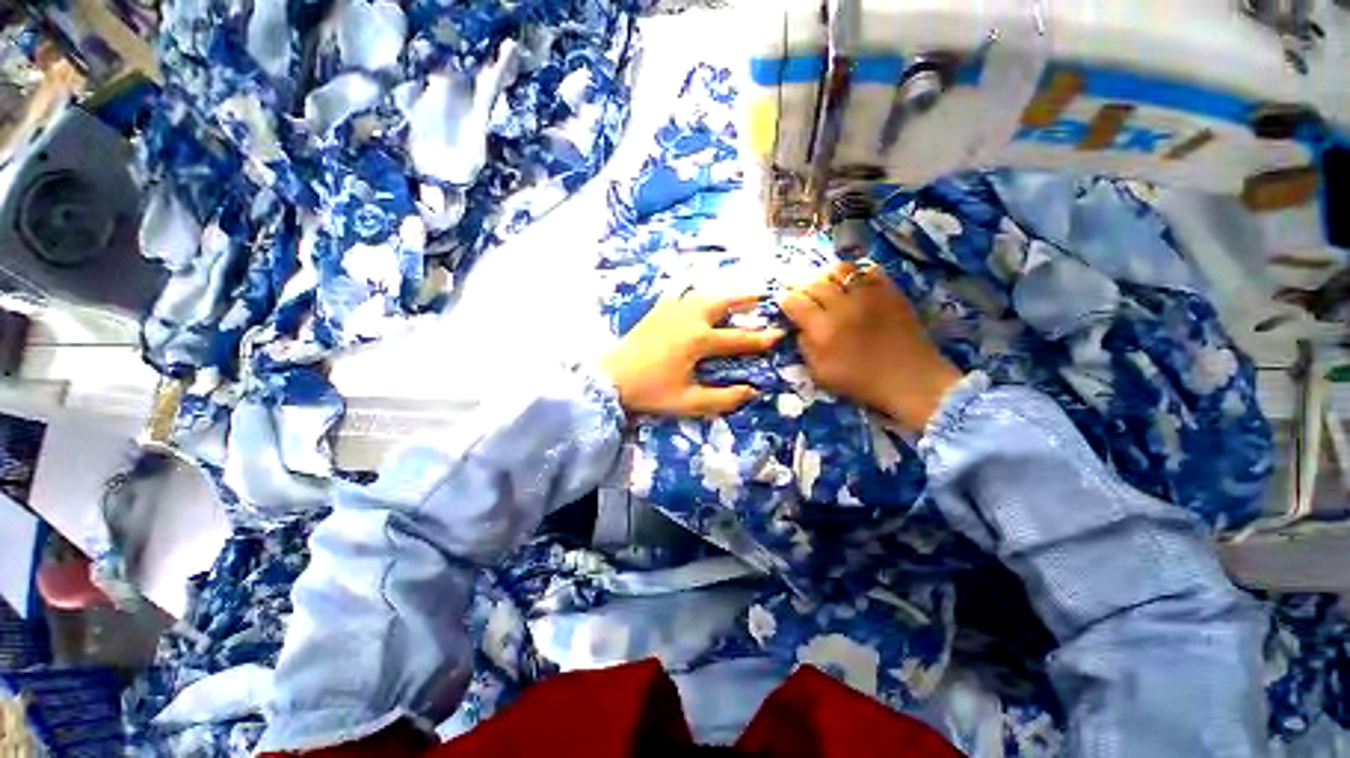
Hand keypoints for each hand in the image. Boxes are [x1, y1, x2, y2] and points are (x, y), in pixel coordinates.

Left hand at [602, 291, 784, 417]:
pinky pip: (680, 294)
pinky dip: (694, 292)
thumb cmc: (651, 391)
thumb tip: (752, 391)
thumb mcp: (689, 402)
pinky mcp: (657, 310)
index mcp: (699, 340)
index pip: (738, 339)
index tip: (778, 335)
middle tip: (762, 297)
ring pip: (703, 294)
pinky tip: (696, 295)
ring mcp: (671, 310)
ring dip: (722, 294)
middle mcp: (689, 318)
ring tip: (735, 295)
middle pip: (723, 303)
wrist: (611, 378)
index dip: (760, 339)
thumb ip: (723, 398)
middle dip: (745, 300)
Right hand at [780, 262, 960, 430]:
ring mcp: (869, 295)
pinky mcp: (890, 291)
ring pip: (840, 269)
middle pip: (814, 282)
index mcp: (822, 329)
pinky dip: (857, 275)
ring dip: (829, 277)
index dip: (787, 302)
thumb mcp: (820, 374)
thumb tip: (800, 328)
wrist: (910, 380)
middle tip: (807, 299)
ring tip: (830, 288)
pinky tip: (854, 286)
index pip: (794, 301)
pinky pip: (868, 269)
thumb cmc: (861, 382)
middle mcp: (842, 306)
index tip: (789, 308)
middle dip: (805, 289)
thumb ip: (805, 347)